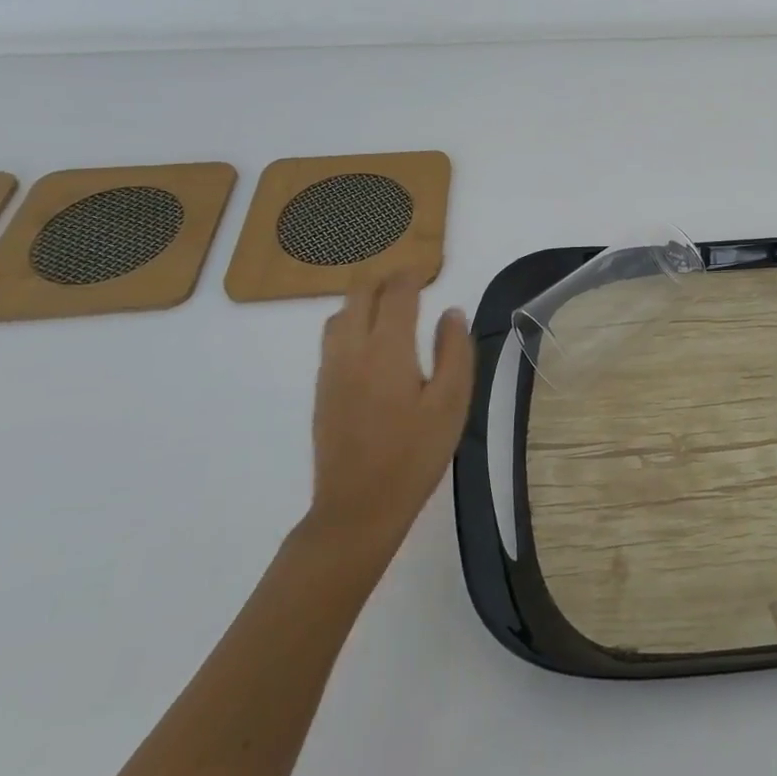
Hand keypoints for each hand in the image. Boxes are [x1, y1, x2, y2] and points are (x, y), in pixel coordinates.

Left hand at [297, 269, 474, 584]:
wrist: (358, 506)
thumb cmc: (415, 454)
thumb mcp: (452, 403)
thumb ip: (454, 351)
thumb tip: (451, 312)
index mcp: (388, 350)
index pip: (396, 294)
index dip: (411, 275)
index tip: (425, 269)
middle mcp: (352, 350)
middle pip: (359, 294)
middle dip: (383, 279)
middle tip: (409, 280)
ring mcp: (330, 370)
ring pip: (340, 314)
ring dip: (363, 299)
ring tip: (389, 304)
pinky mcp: (322, 390)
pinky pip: (332, 338)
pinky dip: (351, 321)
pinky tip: (370, 341)